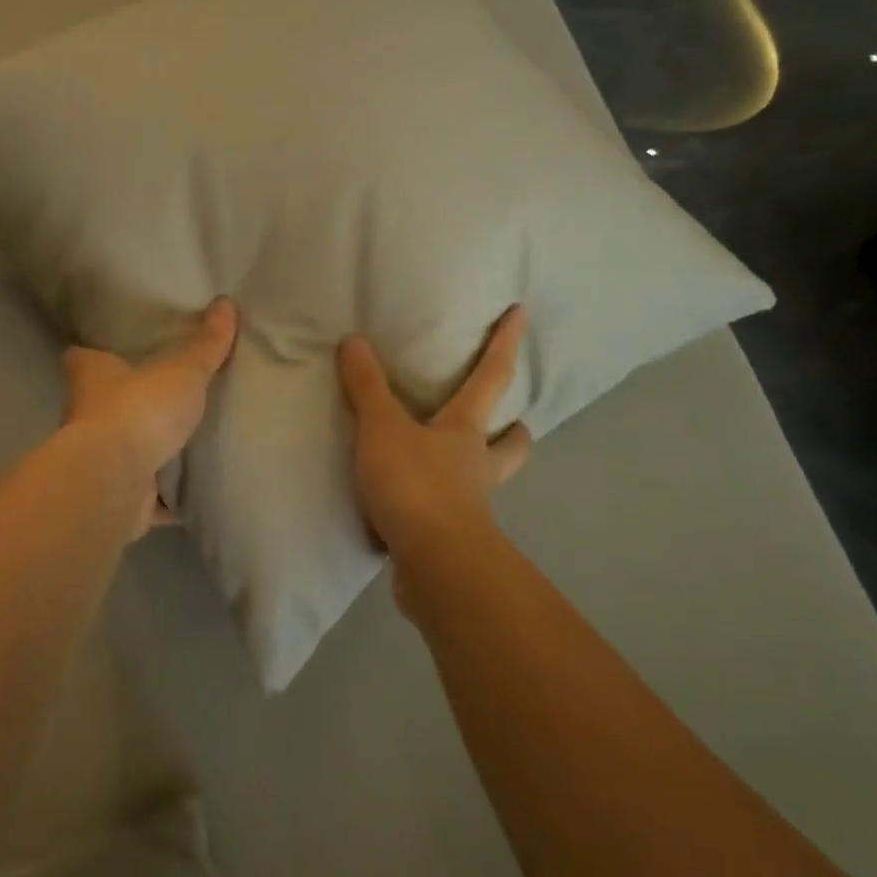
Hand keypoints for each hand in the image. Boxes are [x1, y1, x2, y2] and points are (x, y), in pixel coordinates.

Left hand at [61, 299, 237, 537]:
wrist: (115, 480)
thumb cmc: (140, 410)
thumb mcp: (183, 371)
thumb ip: (206, 345)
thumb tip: (226, 303)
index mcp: (92, 378)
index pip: (82, 358)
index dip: (96, 355)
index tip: (115, 352)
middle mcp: (86, 418)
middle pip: (103, 407)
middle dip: (128, 406)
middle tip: (164, 398)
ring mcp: (99, 461)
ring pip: (124, 452)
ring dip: (146, 453)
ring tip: (185, 444)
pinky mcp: (117, 497)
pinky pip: (145, 497)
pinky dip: (163, 498)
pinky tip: (191, 495)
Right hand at [337, 305, 532, 567]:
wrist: (434, 564)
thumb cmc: (416, 485)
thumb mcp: (382, 429)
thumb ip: (367, 388)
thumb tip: (354, 341)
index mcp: (466, 432)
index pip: (492, 377)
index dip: (506, 342)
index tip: (523, 312)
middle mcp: (477, 467)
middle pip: (511, 444)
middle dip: (515, 431)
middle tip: (509, 422)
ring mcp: (470, 507)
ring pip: (487, 483)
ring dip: (482, 471)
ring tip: (458, 465)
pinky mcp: (453, 541)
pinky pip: (453, 517)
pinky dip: (443, 508)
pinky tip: (417, 509)